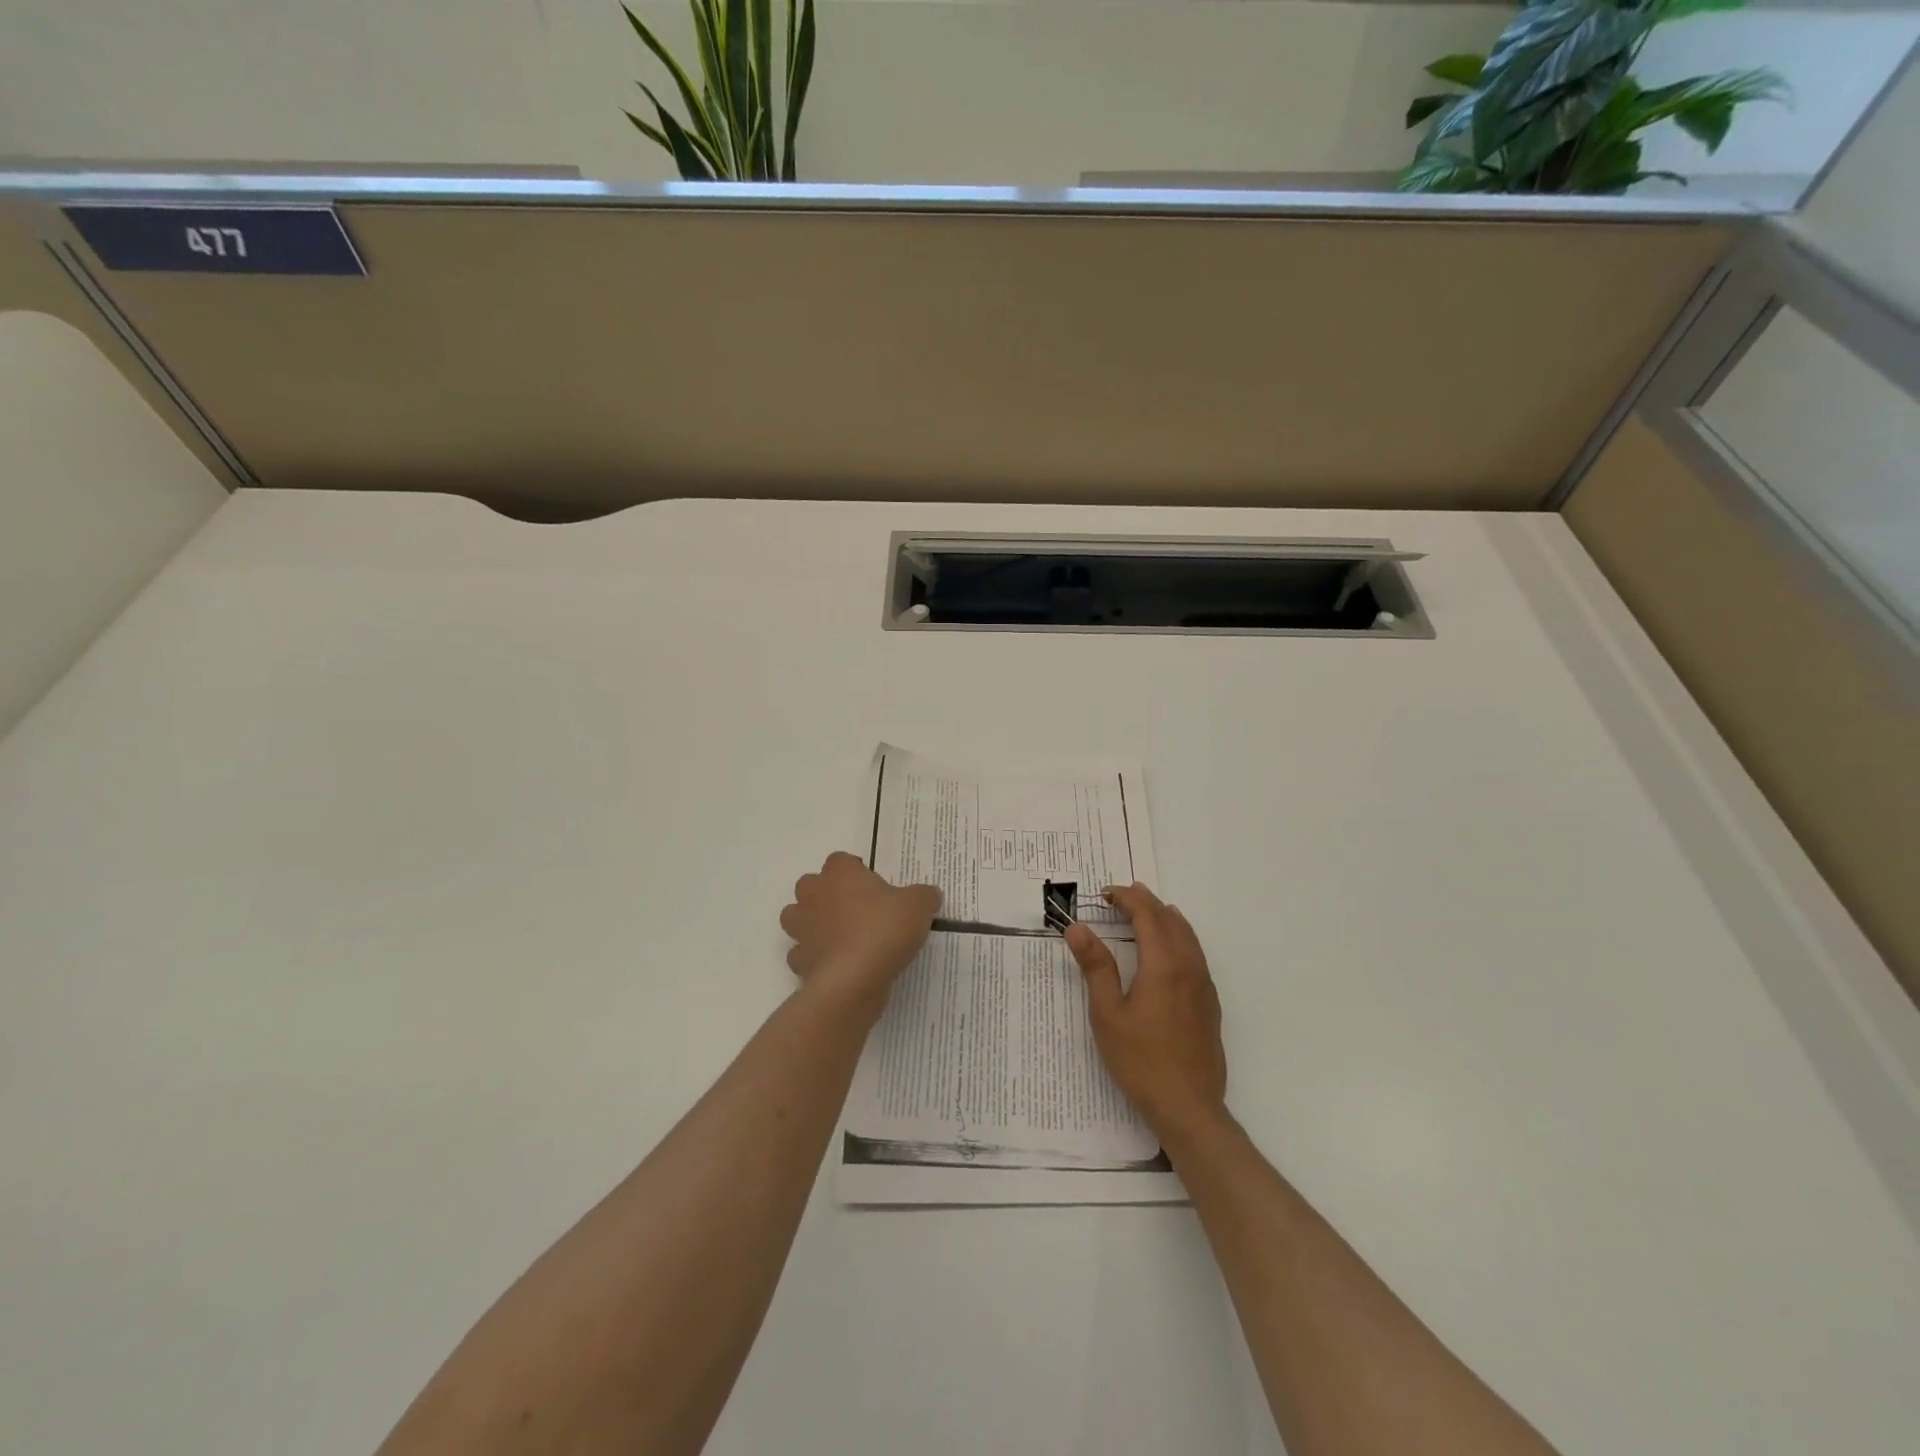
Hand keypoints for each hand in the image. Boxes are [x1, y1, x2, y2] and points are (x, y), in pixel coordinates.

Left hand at [780, 852, 941, 1014]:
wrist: (854, 980)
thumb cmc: (884, 930)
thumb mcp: (919, 906)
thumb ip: (924, 896)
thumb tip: (928, 895)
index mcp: (840, 874)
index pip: (841, 860)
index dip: (856, 871)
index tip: (875, 886)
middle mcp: (814, 896)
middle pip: (811, 885)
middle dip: (827, 893)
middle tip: (856, 909)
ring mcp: (802, 929)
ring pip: (796, 917)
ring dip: (811, 922)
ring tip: (839, 935)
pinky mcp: (799, 961)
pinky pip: (802, 954)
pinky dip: (814, 957)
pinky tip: (835, 964)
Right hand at [1065, 883, 1227, 1145]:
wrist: (1188, 1108)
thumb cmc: (1141, 1061)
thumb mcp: (1107, 1014)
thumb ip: (1095, 966)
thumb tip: (1078, 928)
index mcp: (1163, 965)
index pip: (1147, 916)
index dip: (1127, 898)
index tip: (1105, 893)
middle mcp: (1188, 967)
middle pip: (1170, 920)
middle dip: (1146, 902)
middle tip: (1122, 895)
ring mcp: (1204, 986)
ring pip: (1188, 936)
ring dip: (1165, 917)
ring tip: (1146, 911)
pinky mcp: (1210, 1004)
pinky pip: (1196, 954)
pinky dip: (1179, 937)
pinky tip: (1168, 950)